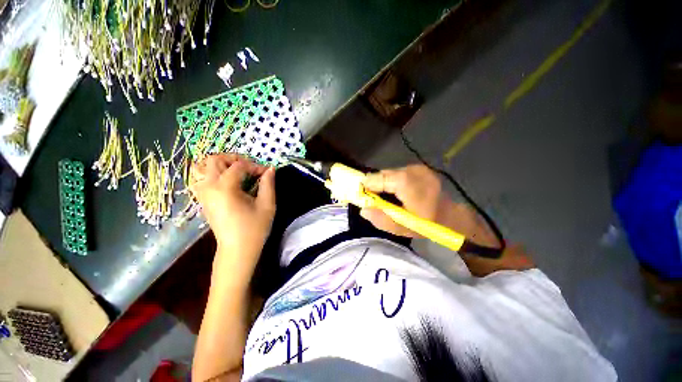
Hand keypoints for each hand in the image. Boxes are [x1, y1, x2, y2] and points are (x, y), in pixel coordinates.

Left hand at [190, 154, 275, 264]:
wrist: (237, 249)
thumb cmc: (254, 228)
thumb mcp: (267, 205)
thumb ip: (268, 184)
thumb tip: (270, 169)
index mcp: (225, 188)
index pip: (239, 166)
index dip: (254, 166)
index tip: (266, 173)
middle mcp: (209, 187)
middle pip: (214, 160)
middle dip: (233, 159)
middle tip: (249, 167)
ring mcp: (203, 194)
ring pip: (203, 167)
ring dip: (220, 165)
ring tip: (236, 171)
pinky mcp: (202, 200)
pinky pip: (200, 179)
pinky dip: (212, 174)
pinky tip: (226, 181)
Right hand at [361, 164, 444, 237]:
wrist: (450, 216)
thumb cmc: (426, 225)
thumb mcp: (402, 228)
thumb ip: (381, 219)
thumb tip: (363, 209)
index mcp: (407, 183)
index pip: (378, 178)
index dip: (368, 186)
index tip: (362, 195)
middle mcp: (412, 170)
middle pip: (384, 174)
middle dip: (376, 185)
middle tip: (376, 200)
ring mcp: (417, 168)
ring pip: (390, 173)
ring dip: (384, 183)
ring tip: (388, 198)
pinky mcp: (419, 168)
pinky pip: (398, 173)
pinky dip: (393, 181)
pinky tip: (397, 192)